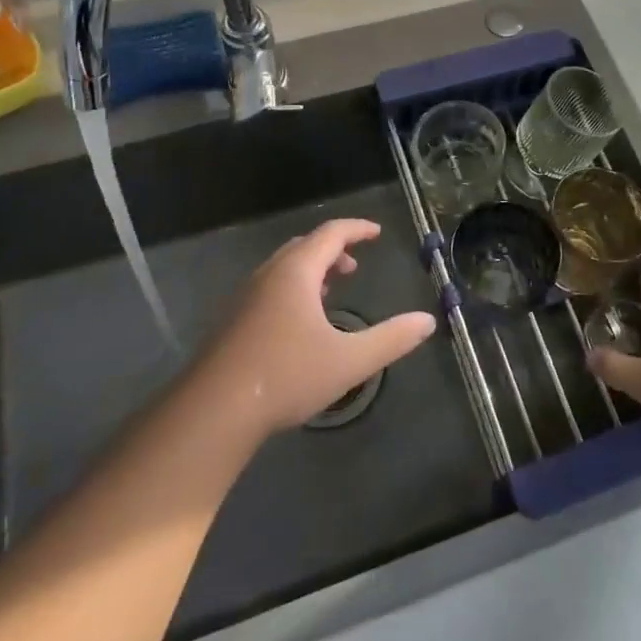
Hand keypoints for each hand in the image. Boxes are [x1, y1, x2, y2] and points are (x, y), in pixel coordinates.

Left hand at [192, 218, 436, 441]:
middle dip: (333, 250)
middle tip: (355, 266)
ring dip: (311, 270)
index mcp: (296, 273)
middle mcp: (269, 275)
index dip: (357, 229)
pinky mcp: (232, 321)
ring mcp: (245, 297)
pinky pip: (269, 287)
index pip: (330, 234)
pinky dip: (292, 288)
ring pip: (283, 268)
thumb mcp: (349, 361)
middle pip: (304, 247)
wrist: (213, 411)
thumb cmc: (286, 376)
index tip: (376, 232)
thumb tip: (427, 321)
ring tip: (330, 290)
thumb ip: (391, 339)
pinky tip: (299, 322)